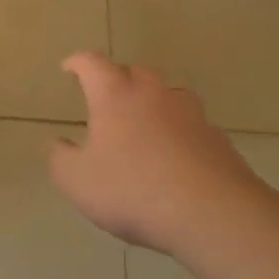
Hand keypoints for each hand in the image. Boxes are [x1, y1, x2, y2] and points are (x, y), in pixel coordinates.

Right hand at [49, 52, 268, 255]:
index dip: (78, 63)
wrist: (213, 215)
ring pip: (169, 95)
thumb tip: (60, 144)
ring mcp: (191, 115)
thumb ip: (61, 158)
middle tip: (107, 98)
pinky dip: (179, 133)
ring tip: (144, 123)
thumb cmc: (133, 190)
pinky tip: (175, 158)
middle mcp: (154, 95)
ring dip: (154, 102)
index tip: (69, 68)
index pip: (93, 64)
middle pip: (135, 72)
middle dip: (119, 79)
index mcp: (115, 96)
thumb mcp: (76, 180)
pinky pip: (192, 126)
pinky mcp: (218, 140)